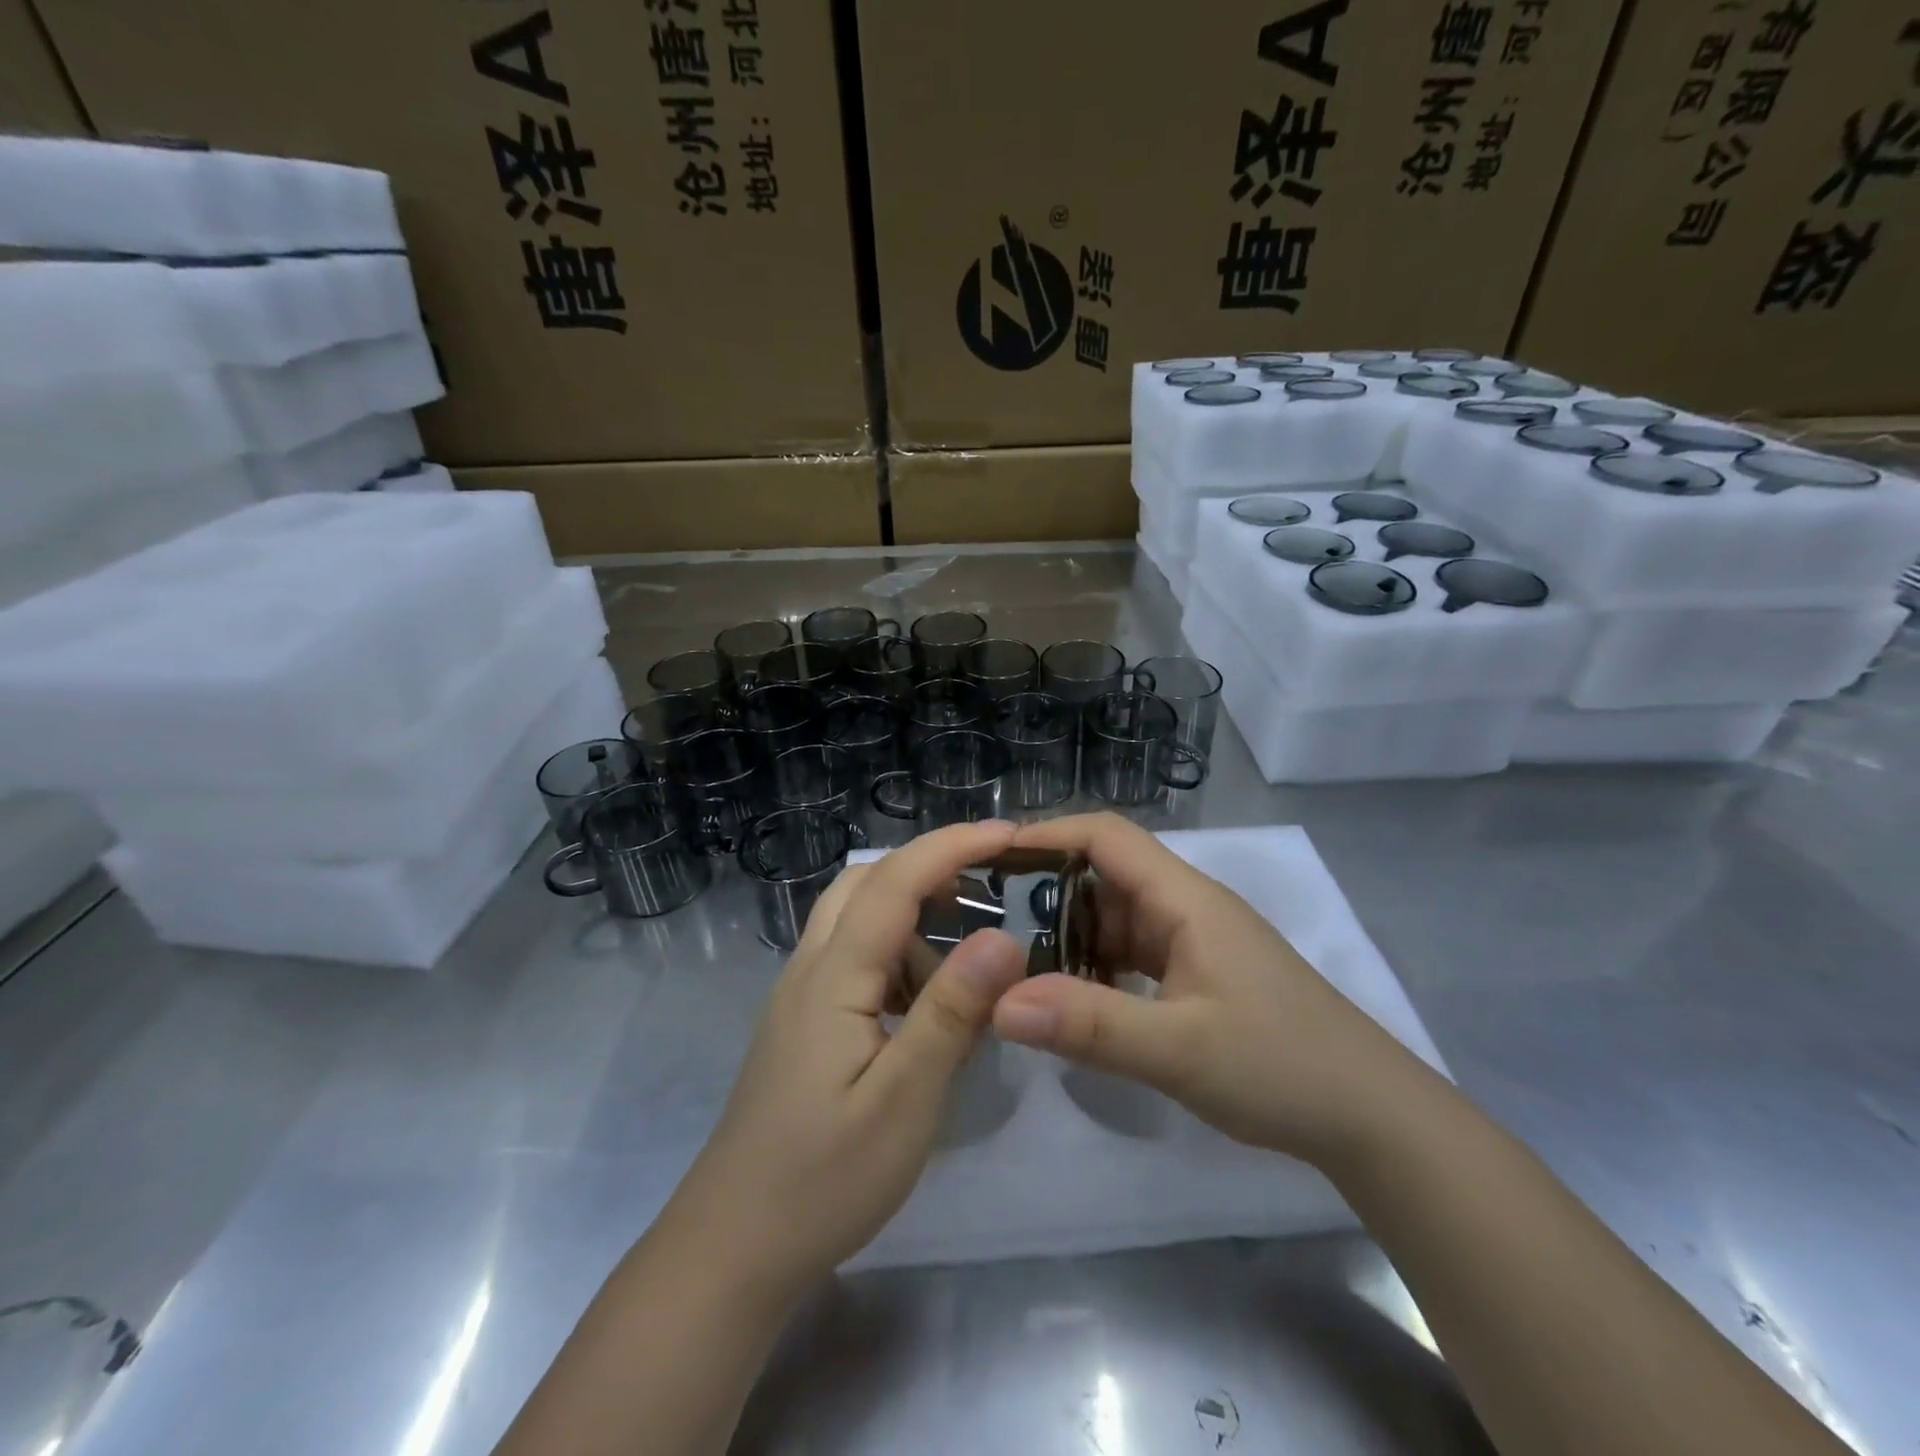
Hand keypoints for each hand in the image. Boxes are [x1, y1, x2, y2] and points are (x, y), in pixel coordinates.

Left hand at [669, 820, 1029, 1298]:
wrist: (732, 1247)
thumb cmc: (823, 1179)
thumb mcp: (904, 1100)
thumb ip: (952, 1012)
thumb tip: (1004, 936)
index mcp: (832, 976)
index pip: (894, 881)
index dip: (952, 846)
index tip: (1009, 833)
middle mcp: (810, 968)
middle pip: (865, 882)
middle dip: (929, 866)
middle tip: (991, 885)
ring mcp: (801, 995)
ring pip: (856, 918)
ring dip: (913, 916)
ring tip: (969, 961)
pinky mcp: (803, 1022)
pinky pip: (853, 959)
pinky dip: (896, 956)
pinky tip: (927, 1005)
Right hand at [990, 814, 1432, 1165]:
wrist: (1372, 1118)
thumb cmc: (1281, 1066)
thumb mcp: (1178, 1049)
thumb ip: (1088, 1024)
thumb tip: (999, 1002)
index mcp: (1184, 899)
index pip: (1106, 836)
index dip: (1047, 834)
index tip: (991, 856)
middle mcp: (1186, 907)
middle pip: (1105, 874)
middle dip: (1046, 890)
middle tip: (988, 920)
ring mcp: (1194, 942)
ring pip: (1115, 917)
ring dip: (1070, 935)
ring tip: (1016, 964)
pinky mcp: (1198, 974)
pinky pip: (1132, 953)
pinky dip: (1096, 966)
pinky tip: (1073, 999)